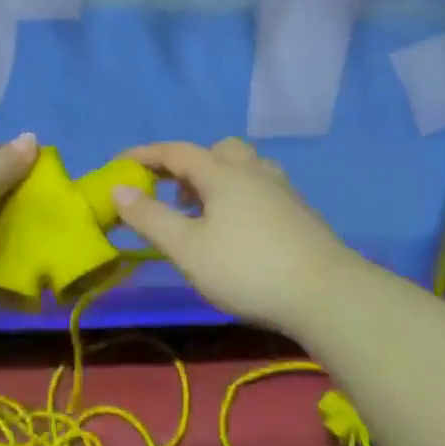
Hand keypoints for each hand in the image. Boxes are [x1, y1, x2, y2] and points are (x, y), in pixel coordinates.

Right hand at [111, 138, 363, 333]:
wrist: (326, 294)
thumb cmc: (247, 268)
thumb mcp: (187, 248)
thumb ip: (150, 217)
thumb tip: (118, 189)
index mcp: (221, 172)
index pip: (175, 151)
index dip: (145, 154)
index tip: (121, 161)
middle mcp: (252, 171)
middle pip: (216, 151)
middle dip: (188, 165)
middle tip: (172, 194)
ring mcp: (280, 190)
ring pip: (242, 168)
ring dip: (216, 180)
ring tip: (203, 214)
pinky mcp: (299, 212)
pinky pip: (259, 188)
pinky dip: (238, 196)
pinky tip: (237, 230)